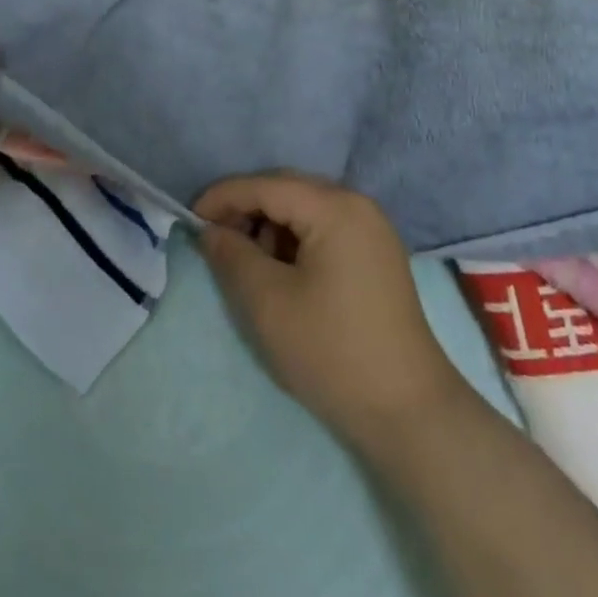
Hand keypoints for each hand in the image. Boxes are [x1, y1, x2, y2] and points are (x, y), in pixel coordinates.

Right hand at [195, 174, 469, 451]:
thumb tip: (211, 231)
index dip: (223, 197)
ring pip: (306, 209)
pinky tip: (282, 272)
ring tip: (249, 263)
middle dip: (247, 210)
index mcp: (334, 207)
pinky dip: (296, 242)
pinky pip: (325, 229)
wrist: (407, 411)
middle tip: (215, 240)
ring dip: (271, 227)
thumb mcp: (268, 302)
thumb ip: (232, 255)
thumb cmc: (331, 350)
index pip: (266, 185)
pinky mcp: (377, 255)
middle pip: (288, 190)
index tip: (190, 218)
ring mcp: (372, 229)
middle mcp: (358, 205)